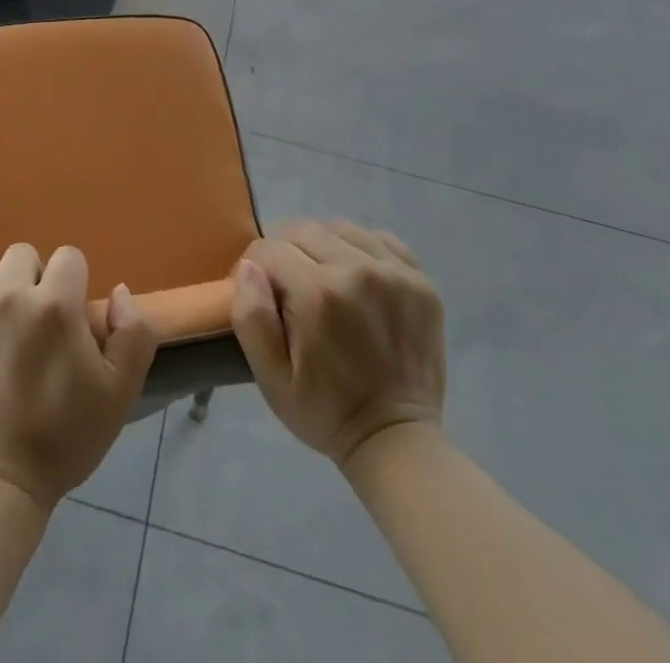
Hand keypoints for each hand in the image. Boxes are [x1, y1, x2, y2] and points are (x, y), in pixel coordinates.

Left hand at [0, 243, 158, 510]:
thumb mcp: (119, 393)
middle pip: (22, 256)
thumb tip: (116, 291)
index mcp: (54, 305)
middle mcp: (5, 295)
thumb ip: (133, 333)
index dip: (71, 286)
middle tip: (28, 328)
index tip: (65, 320)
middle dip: (30, 283)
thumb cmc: (60, 442)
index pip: (68, 258)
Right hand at [232, 220, 445, 467]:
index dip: (255, 268)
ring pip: (339, 228)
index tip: (260, 293)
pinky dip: (361, 250)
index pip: (268, 249)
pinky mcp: (420, 279)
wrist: (397, 440)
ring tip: (323, 281)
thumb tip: (248, 267)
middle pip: (303, 230)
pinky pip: (379, 239)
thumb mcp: (271, 378)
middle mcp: (357, 270)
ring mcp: (394, 272)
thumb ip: (251, 317)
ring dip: (322, 248)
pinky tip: (358, 280)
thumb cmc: (325, 411)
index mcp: (318, 294)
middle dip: (286, 253)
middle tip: (288, 288)